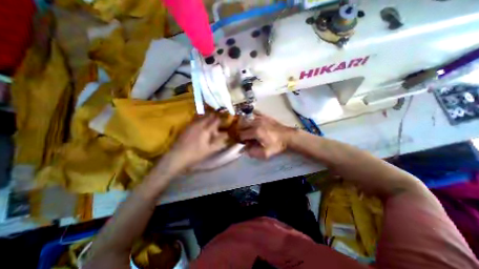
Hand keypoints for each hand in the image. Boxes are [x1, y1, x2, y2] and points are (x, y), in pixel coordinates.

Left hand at [158, 113, 227, 174]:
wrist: (178, 156)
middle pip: (209, 116)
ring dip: (208, 117)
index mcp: (206, 130)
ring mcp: (192, 124)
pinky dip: (201, 119)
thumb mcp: (210, 150)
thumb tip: (226, 134)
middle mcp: (199, 124)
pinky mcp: (187, 126)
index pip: (216, 120)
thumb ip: (219, 141)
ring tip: (210, 121)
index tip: (224, 121)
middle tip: (218, 121)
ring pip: (202, 116)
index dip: (221, 119)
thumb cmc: (196, 154)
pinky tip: (201, 125)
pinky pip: (196, 119)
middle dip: (214, 117)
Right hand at [236, 111, 293, 159]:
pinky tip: (252, 121)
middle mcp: (256, 123)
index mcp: (255, 132)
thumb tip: (244, 150)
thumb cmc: (277, 145)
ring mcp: (260, 118)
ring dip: (244, 124)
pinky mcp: (264, 116)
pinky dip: (251, 116)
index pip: (242, 134)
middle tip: (245, 137)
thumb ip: (253, 152)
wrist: (288, 137)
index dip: (241, 139)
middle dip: (241, 131)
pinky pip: (254, 113)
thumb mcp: (266, 153)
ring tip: (248, 130)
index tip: (245, 143)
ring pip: (246, 118)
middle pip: (241, 125)